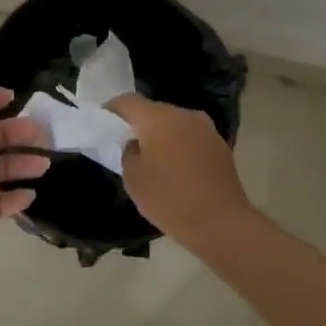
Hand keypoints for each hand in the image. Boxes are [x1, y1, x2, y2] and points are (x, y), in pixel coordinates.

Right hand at [107, 93, 257, 242]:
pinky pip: (191, 137)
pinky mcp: (220, 145)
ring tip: (152, 159)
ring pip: (174, 123)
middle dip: (138, 124)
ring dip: (161, 135)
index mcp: (159, 118)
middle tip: (126, 144)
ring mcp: (206, 128)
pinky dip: (179, 146)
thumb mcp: (133, 179)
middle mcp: (184, 115)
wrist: (222, 223)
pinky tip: (176, 169)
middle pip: (153, 110)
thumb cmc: (170, 199)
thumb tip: (137, 144)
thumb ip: (128, 153)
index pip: (128, 101)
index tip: (103, 124)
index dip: (112, 110)